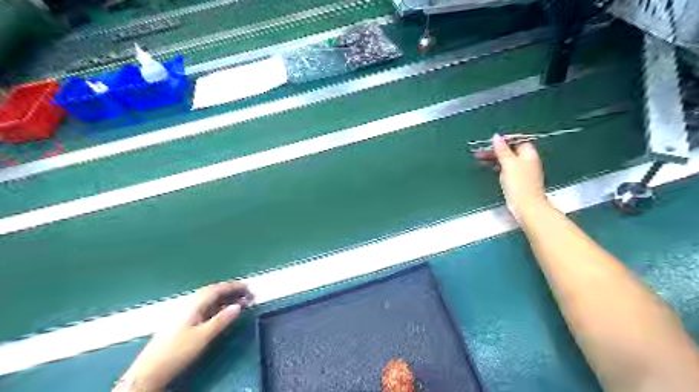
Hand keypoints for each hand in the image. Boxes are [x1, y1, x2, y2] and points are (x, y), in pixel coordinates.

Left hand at [115, 281, 253, 391]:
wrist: (149, 371)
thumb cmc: (177, 352)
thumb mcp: (203, 336)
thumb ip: (221, 320)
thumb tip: (238, 306)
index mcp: (193, 304)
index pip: (216, 289)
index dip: (233, 286)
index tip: (248, 287)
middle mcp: (188, 304)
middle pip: (212, 291)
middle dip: (230, 290)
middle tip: (245, 293)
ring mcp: (183, 312)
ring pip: (207, 298)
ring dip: (224, 297)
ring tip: (238, 301)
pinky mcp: (181, 320)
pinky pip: (203, 305)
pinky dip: (216, 305)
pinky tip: (221, 311)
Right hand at [488, 134, 548, 216]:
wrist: (526, 205)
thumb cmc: (519, 183)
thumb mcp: (508, 163)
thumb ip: (502, 150)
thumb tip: (496, 137)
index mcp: (528, 154)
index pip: (516, 141)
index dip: (503, 140)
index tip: (489, 143)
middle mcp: (527, 161)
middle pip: (510, 150)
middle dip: (495, 150)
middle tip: (479, 152)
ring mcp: (523, 171)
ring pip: (507, 160)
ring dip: (494, 158)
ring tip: (480, 159)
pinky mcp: (517, 180)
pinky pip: (506, 168)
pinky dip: (497, 166)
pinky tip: (490, 168)